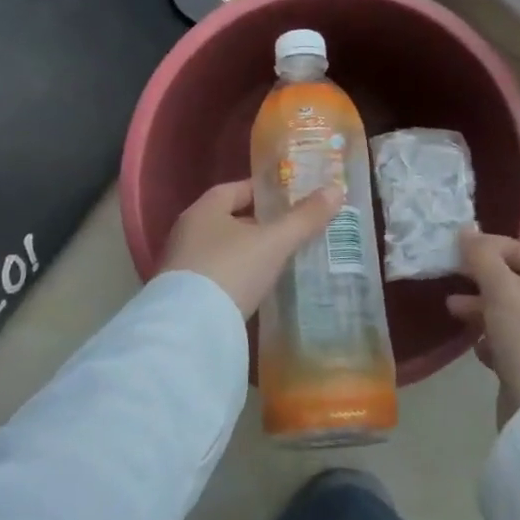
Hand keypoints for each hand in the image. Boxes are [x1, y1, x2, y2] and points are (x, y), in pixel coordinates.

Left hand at [158, 179, 345, 317]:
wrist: (189, 329)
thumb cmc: (231, 270)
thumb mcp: (274, 242)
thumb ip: (304, 218)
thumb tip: (336, 189)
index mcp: (204, 210)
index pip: (235, 189)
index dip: (263, 191)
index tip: (290, 198)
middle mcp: (188, 232)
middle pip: (228, 220)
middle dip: (259, 224)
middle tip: (293, 230)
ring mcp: (182, 265)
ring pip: (223, 250)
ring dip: (249, 252)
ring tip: (282, 259)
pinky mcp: (184, 296)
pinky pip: (218, 276)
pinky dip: (238, 277)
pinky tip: (259, 287)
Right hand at [447, 231, 519, 427]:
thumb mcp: (502, 288)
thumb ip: (482, 257)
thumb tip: (466, 232)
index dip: (501, 248)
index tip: (468, 249)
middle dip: (485, 282)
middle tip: (455, 278)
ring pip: (513, 317)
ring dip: (482, 311)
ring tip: (453, 309)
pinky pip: (512, 347)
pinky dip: (493, 342)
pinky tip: (479, 348)